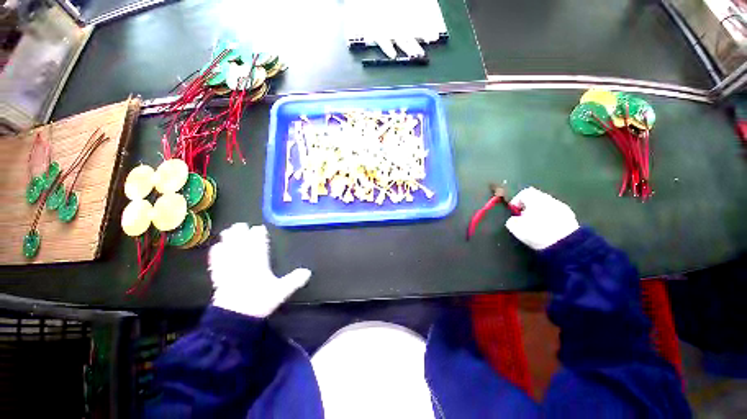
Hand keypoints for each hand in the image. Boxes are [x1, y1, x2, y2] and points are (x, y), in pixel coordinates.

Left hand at [209, 223, 310, 317]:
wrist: (234, 317)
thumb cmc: (259, 301)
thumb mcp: (281, 291)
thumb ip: (294, 280)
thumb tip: (308, 272)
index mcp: (258, 262)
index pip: (258, 244)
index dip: (258, 235)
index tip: (259, 228)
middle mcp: (242, 261)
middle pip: (241, 243)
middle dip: (240, 233)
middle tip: (241, 224)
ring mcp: (229, 268)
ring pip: (228, 249)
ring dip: (227, 240)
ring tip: (227, 231)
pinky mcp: (219, 277)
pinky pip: (216, 262)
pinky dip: (216, 254)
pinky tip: (215, 249)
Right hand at [505, 187, 579, 249]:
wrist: (565, 244)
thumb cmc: (536, 232)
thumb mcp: (515, 227)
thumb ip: (511, 220)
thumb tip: (514, 219)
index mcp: (536, 198)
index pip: (524, 193)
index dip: (516, 201)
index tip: (513, 212)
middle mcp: (550, 199)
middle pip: (537, 200)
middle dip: (528, 209)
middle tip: (523, 220)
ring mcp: (563, 208)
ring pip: (547, 208)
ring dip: (540, 215)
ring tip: (535, 228)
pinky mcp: (572, 219)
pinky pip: (556, 216)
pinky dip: (550, 222)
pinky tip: (547, 232)